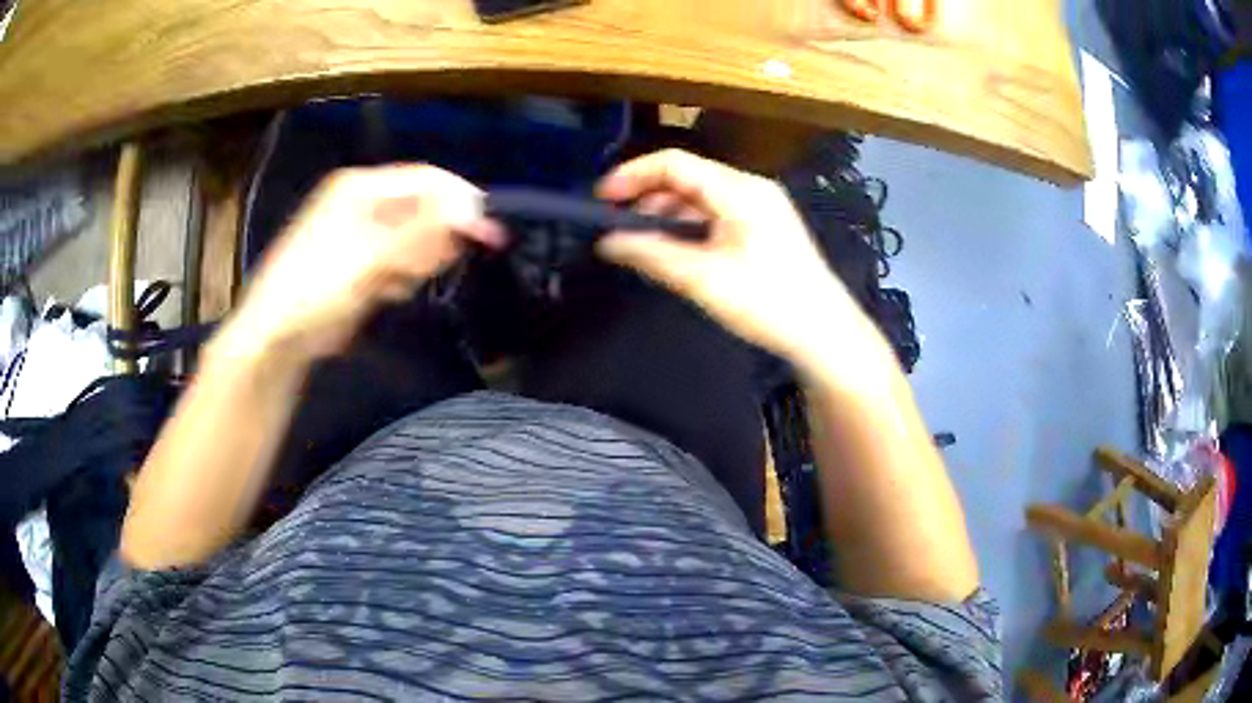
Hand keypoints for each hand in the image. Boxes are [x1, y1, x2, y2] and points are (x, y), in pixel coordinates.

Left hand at [222, 164, 503, 361]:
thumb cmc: (316, 289)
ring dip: (416, 261)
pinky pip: (400, 259)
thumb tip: (472, 210)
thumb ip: (422, 233)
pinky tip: (385, 292)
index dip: (459, 202)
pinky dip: (402, 275)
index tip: (487, 233)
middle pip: (422, 207)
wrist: (276, 337)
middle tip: (427, 268)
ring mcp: (362, 231)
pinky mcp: (362, 260)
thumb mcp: (370, 258)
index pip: (426, 179)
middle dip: (433, 237)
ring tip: (394, 285)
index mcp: (360, 186)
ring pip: (414, 237)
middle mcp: (363, 201)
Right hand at [595, 149, 877, 366]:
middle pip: (687, 177)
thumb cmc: (768, 302)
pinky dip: (689, 226)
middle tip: (617, 227)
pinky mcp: (764, 227)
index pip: (674, 163)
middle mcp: (750, 188)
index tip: (600, 199)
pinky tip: (675, 250)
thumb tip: (606, 242)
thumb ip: (651, 255)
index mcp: (739, 190)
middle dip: (647, 197)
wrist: (824, 333)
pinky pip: (716, 213)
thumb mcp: (704, 279)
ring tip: (641, 243)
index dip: (632, 175)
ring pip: (700, 197)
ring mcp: (760, 206)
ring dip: (667, 214)